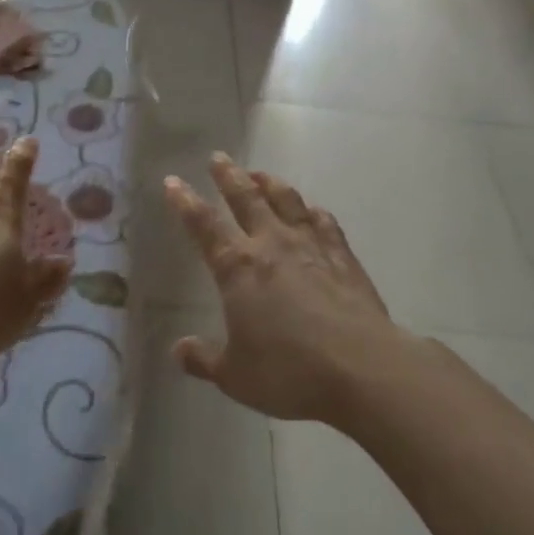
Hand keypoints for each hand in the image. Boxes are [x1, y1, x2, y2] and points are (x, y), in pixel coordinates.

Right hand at [164, 154, 406, 424]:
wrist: (360, 366)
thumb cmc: (289, 371)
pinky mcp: (342, 254)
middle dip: (228, 175)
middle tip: (218, 157)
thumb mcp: (236, 376)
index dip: (185, 202)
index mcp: (237, 267)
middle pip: (245, 197)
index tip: (173, 181)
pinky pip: (323, 220)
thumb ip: (204, 359)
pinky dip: (311, 210)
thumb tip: (178, 350)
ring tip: (259, 173)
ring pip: (285, 199)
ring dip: (269, 182)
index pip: (203, 225)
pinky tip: (311, 210)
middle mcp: (271, 243)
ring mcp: (310, 244)